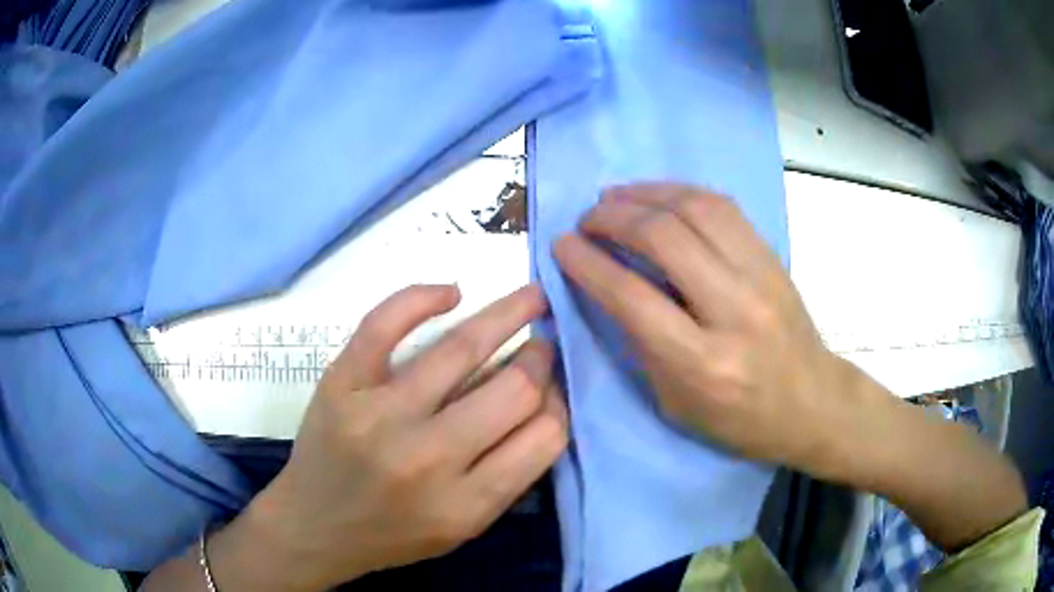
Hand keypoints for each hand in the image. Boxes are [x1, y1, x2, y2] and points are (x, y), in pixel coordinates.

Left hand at [217, 285, 567, 589]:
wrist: (314, 527)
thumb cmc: (393, 534)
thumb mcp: (464, 526)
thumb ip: (509, 471)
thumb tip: (544, 399)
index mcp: (466, 504)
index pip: (544, 436)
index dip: (559, 404)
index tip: (553, 388)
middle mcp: (426, 458)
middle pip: (514, 390)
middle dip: (540, 359)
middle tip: (542, 345)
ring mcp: (378, 415)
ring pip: (461, 348)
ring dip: (508, 313)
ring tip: (530, 297)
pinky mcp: (341, 384)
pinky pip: (383, 323)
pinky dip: (421, 298)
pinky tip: (451, 293)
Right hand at [553, 183, 1026, 552]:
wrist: (831, 412)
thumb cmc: (755, 429)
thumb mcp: (689, 411)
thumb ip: (649, 352)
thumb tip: (612, 301)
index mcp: (705, 363)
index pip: (632, 293)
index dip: (593, 262)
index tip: (563, 244)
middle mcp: (734, 312)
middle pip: (669, 237)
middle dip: (619, 216)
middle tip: (589, 209)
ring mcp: (764, 279)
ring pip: (700, 212)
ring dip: (654, 197)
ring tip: (622, 193)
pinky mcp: (780, 262)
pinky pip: (728, 213)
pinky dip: (689, 195)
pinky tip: (670, 195)